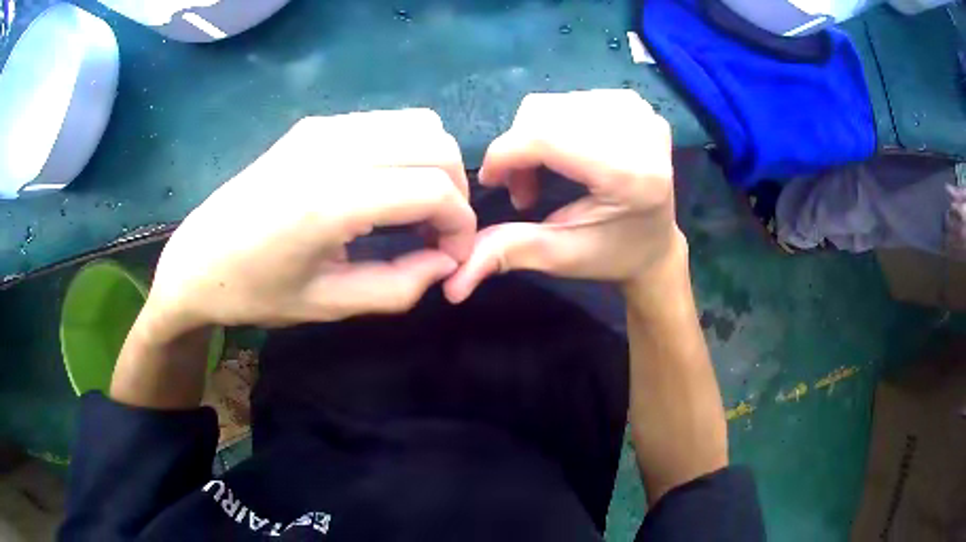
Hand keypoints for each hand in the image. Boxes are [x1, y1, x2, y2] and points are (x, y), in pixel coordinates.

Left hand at [145, 109, 474, 335]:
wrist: (197, 260)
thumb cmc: (255, 292)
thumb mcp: (330, 305)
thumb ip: (400, 286)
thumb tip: (448, 263)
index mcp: (331, 200)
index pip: (434, 190)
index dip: (461, 225)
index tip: (453, 256)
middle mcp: (332, 149)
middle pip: (436, 145)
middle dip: (455, 191)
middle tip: (437, 232)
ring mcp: (323, 128)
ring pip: (418, 124)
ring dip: (433, 165)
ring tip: (415, 208)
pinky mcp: (314, 124)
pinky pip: (386, 122)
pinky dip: (406, 150)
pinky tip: (384, 185)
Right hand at [443, 90, 680, 302]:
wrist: (658, 243)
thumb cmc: (613, 254)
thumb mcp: (560, 257)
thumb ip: (507, 253)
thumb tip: (452, 282)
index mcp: (629, 173)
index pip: (546, 137)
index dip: (505, 154)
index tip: (492, 181)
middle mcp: (640, 132)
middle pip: (544, 114)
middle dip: (519, 148)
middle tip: (523, 189)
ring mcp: (641, 111)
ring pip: (553, 103)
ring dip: (534, 136)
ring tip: (544, 173)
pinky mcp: (636, 104)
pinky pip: (570, 99)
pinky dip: (554, 125)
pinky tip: (565, 154)